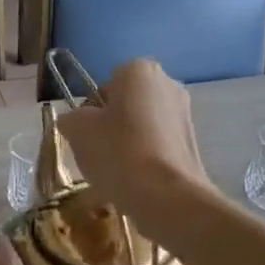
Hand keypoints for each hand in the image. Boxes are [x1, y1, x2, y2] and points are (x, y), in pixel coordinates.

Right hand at [56, 60, 212, 225]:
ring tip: (116, 173)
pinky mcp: (193, 144)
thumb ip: (71, 118)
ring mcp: (185, 114)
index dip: (90, 112)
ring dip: (128, 145)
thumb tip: (74, 121)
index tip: (85, 135)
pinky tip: (135, 182)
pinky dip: (145, 160)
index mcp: (138, 70)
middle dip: (111, 127)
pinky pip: (158, 147)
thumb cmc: (116, 151)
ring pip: (143, 127)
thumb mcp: (77, 130)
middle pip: (126, 105)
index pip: (104, 86)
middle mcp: (167, 84)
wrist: (164, 194)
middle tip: (97, 153)